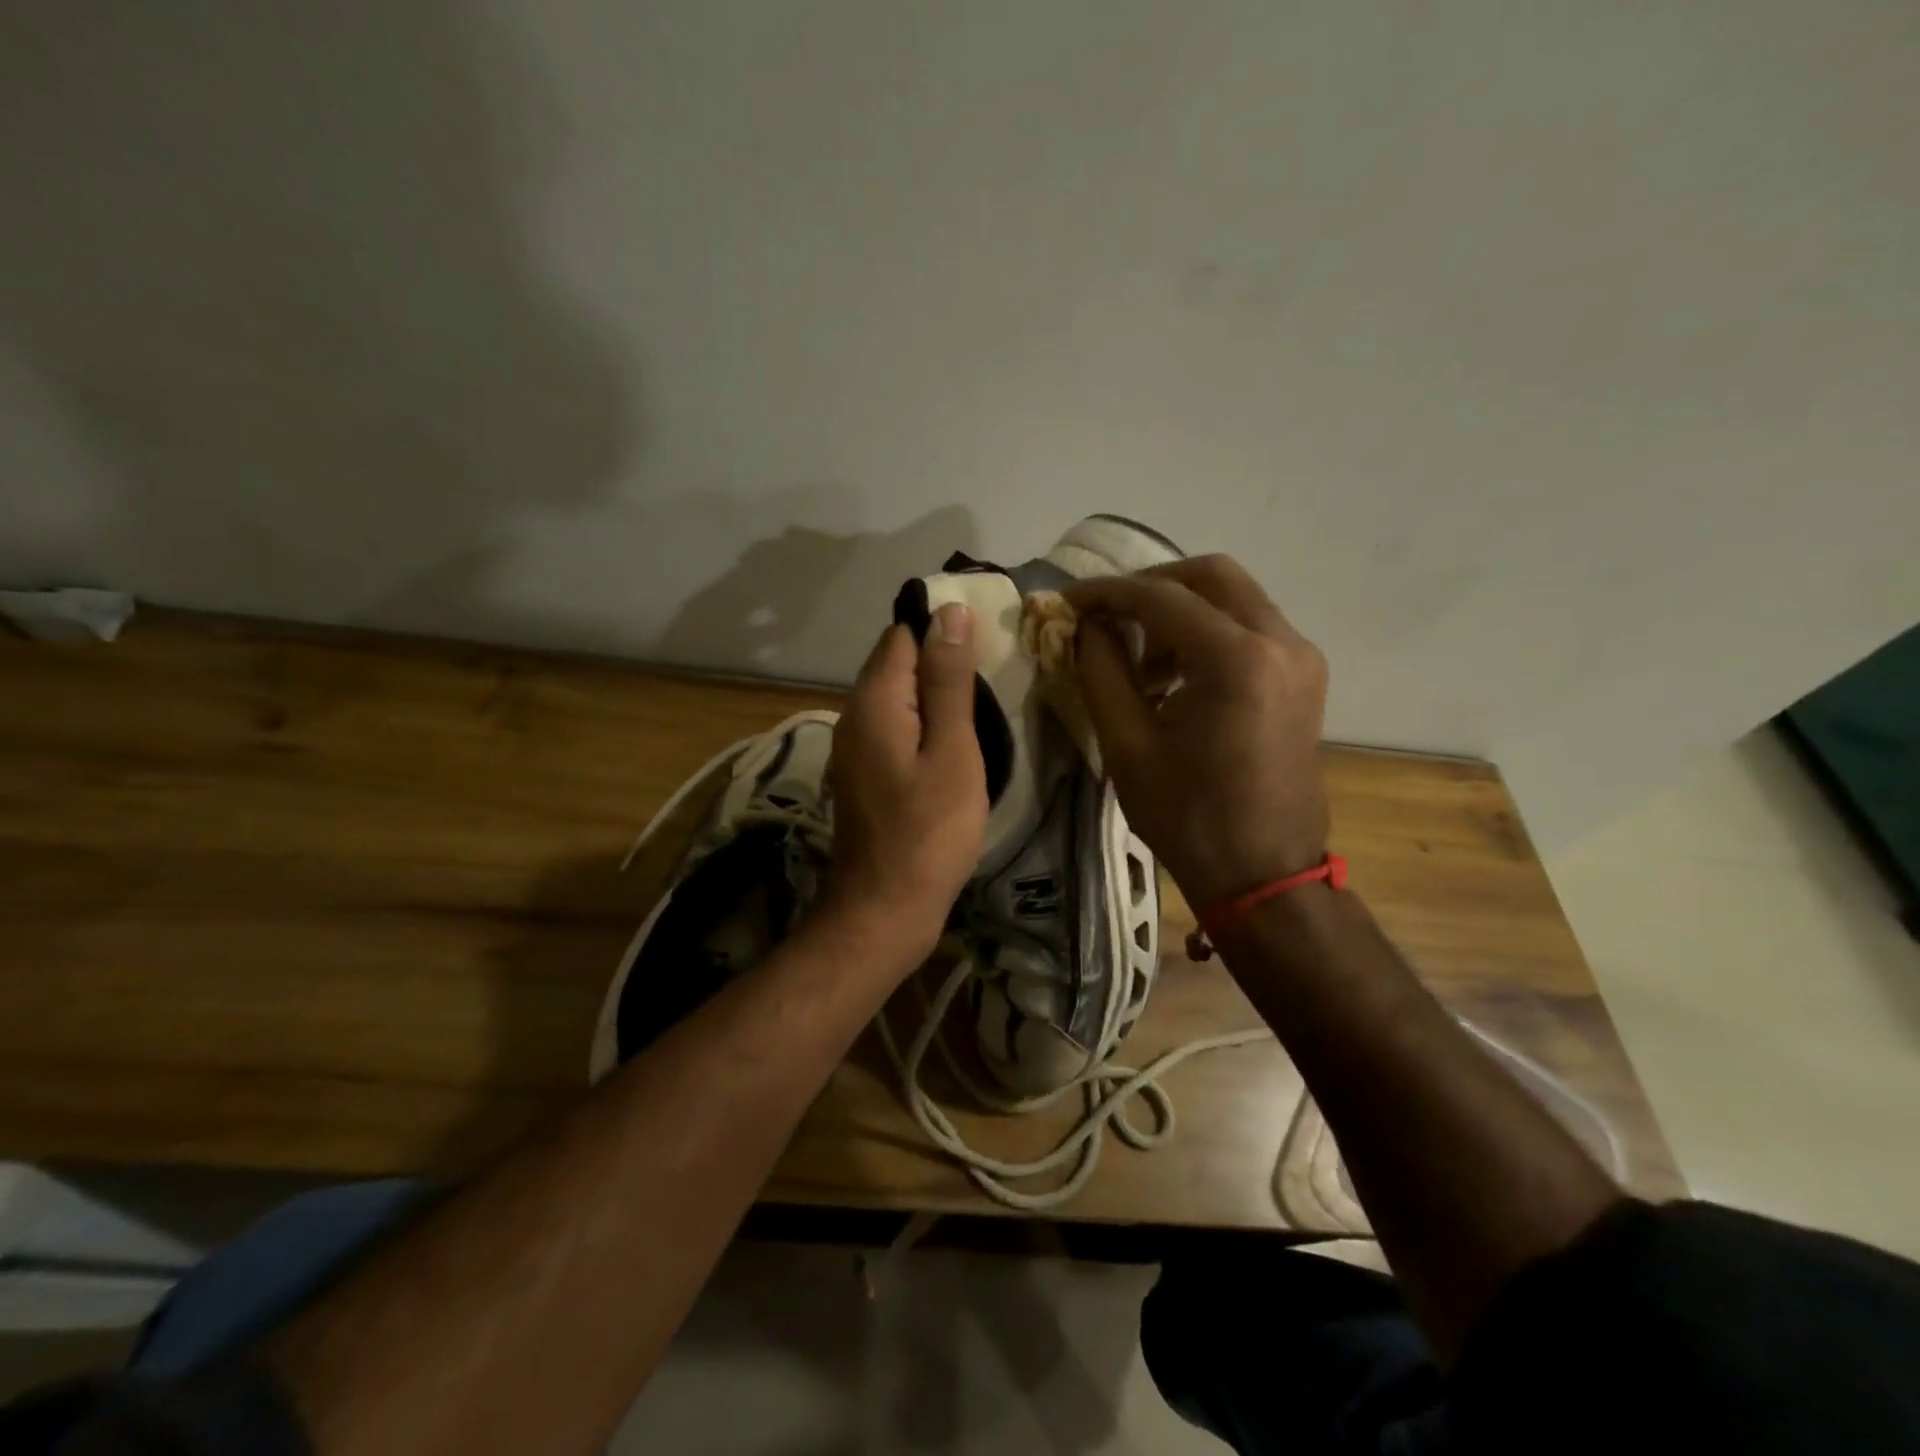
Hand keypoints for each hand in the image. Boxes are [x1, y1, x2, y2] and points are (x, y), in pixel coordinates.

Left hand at [820, 604, 988, 962]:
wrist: (884, 910)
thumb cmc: (930, 832)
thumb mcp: (952, 751)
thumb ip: (948, 681)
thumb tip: (949, 612)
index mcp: (874, 700)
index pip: (903, 635)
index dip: (943, 631)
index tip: (988, 647)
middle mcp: (852, 715)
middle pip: (895, 664)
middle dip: (939, 663)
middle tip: (992, 681)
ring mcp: (852, 747)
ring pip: (894, 698)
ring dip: (932, 696)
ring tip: (979, 711)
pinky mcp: (861, 774)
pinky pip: (891, 728)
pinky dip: (919, 725)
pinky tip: (949, 746)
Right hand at [1067, 556, 1329, 909]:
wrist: (1262, 873)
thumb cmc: (1187, 817)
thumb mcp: (1127, 743)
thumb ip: (1100, 670)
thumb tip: (1085, 626)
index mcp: (1237, 660)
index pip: (1161, 597)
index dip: (1107, 593)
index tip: (1067, 602)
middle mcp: (1281, 642)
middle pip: (1210, 576)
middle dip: (1150, 587)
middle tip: (1107, 617)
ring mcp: (1301, 657)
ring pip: (1234, 597)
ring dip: (1180, 610)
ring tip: (1139, 659)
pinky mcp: (1304, 676)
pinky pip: (1251, 627)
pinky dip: (1208, 632)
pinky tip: (1175, 674)